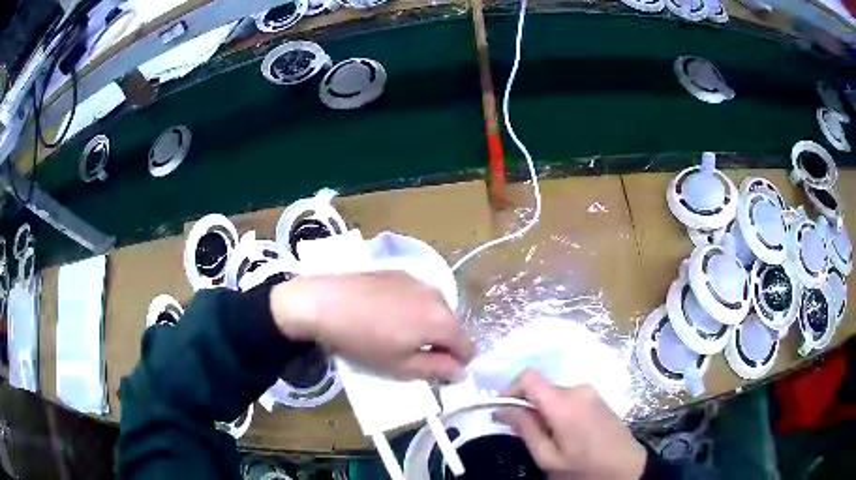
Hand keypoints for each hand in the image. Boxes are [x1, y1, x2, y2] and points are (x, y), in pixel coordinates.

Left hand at [269, 271, 473, 380]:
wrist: (324, 303)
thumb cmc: (363, 341)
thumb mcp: (400, 366)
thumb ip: (437, 369)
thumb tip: (460, 371)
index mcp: (443, 321)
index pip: (468, 346)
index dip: (457, 363)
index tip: (438, 371)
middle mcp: (437, 295)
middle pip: (453, 326)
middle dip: (442, 343)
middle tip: (415, 355)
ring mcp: (418, 280)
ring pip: (435, 309)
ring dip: (428, 324)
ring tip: (398, 333)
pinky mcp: (399, 272)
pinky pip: (417, 295)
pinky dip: (412, 308)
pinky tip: (385, 314)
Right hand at [496, 370, 646, 479]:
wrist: (627, 468)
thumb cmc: (585, 468)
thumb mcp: (549, 458)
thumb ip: (527, 430)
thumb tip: (505, 409)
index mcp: (565, 403)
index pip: (529, 377)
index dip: (510, 390)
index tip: (503, 411)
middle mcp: (579, 389)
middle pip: (542, 388)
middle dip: (527, 406)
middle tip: (524, 434)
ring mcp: (592, 392)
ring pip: (554, 394)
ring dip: (543, 410)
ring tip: (546, 438)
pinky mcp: (598, 398)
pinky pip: (569, 398)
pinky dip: (558, 410)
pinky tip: (564, 434)